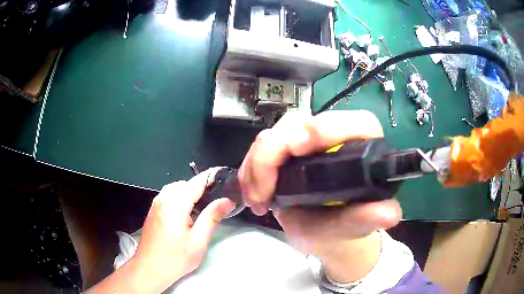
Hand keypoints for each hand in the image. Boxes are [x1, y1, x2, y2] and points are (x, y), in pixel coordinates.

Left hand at [132, 169, 235, 292]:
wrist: (149, 269)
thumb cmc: (176, 259)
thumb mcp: (198, 241)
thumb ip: (212, 217)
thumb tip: (227, 201)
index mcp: (175, 204)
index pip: (196, 183)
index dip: (211, 178)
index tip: (225, 178)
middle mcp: (163, 199)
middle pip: (185, 184)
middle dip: (200, 188)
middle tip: (215, 201)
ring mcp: (155, 204)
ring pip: (175, 189)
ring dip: (189, 193)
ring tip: (202, 209)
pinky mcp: (153, 210)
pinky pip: (168, 196)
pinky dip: (179, 198)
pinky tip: (186, 215)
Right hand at [238, 110, 401, 281]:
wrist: (323, 235)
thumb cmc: (341, 230)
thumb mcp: (351, 228)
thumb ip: (367, 219)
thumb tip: (390, 214)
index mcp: (363, 150)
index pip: (355, 123)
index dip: (328, 127)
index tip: (299, 147)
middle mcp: (336, 137)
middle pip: (300, 123)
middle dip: (273, 155)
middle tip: (263, 193)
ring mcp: (307, 141)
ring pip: (274, 133)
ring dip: (257, 164)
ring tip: (257, 199)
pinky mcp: (287, 149)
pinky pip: (262, 146)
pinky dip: (251, 167)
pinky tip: (252, 192)